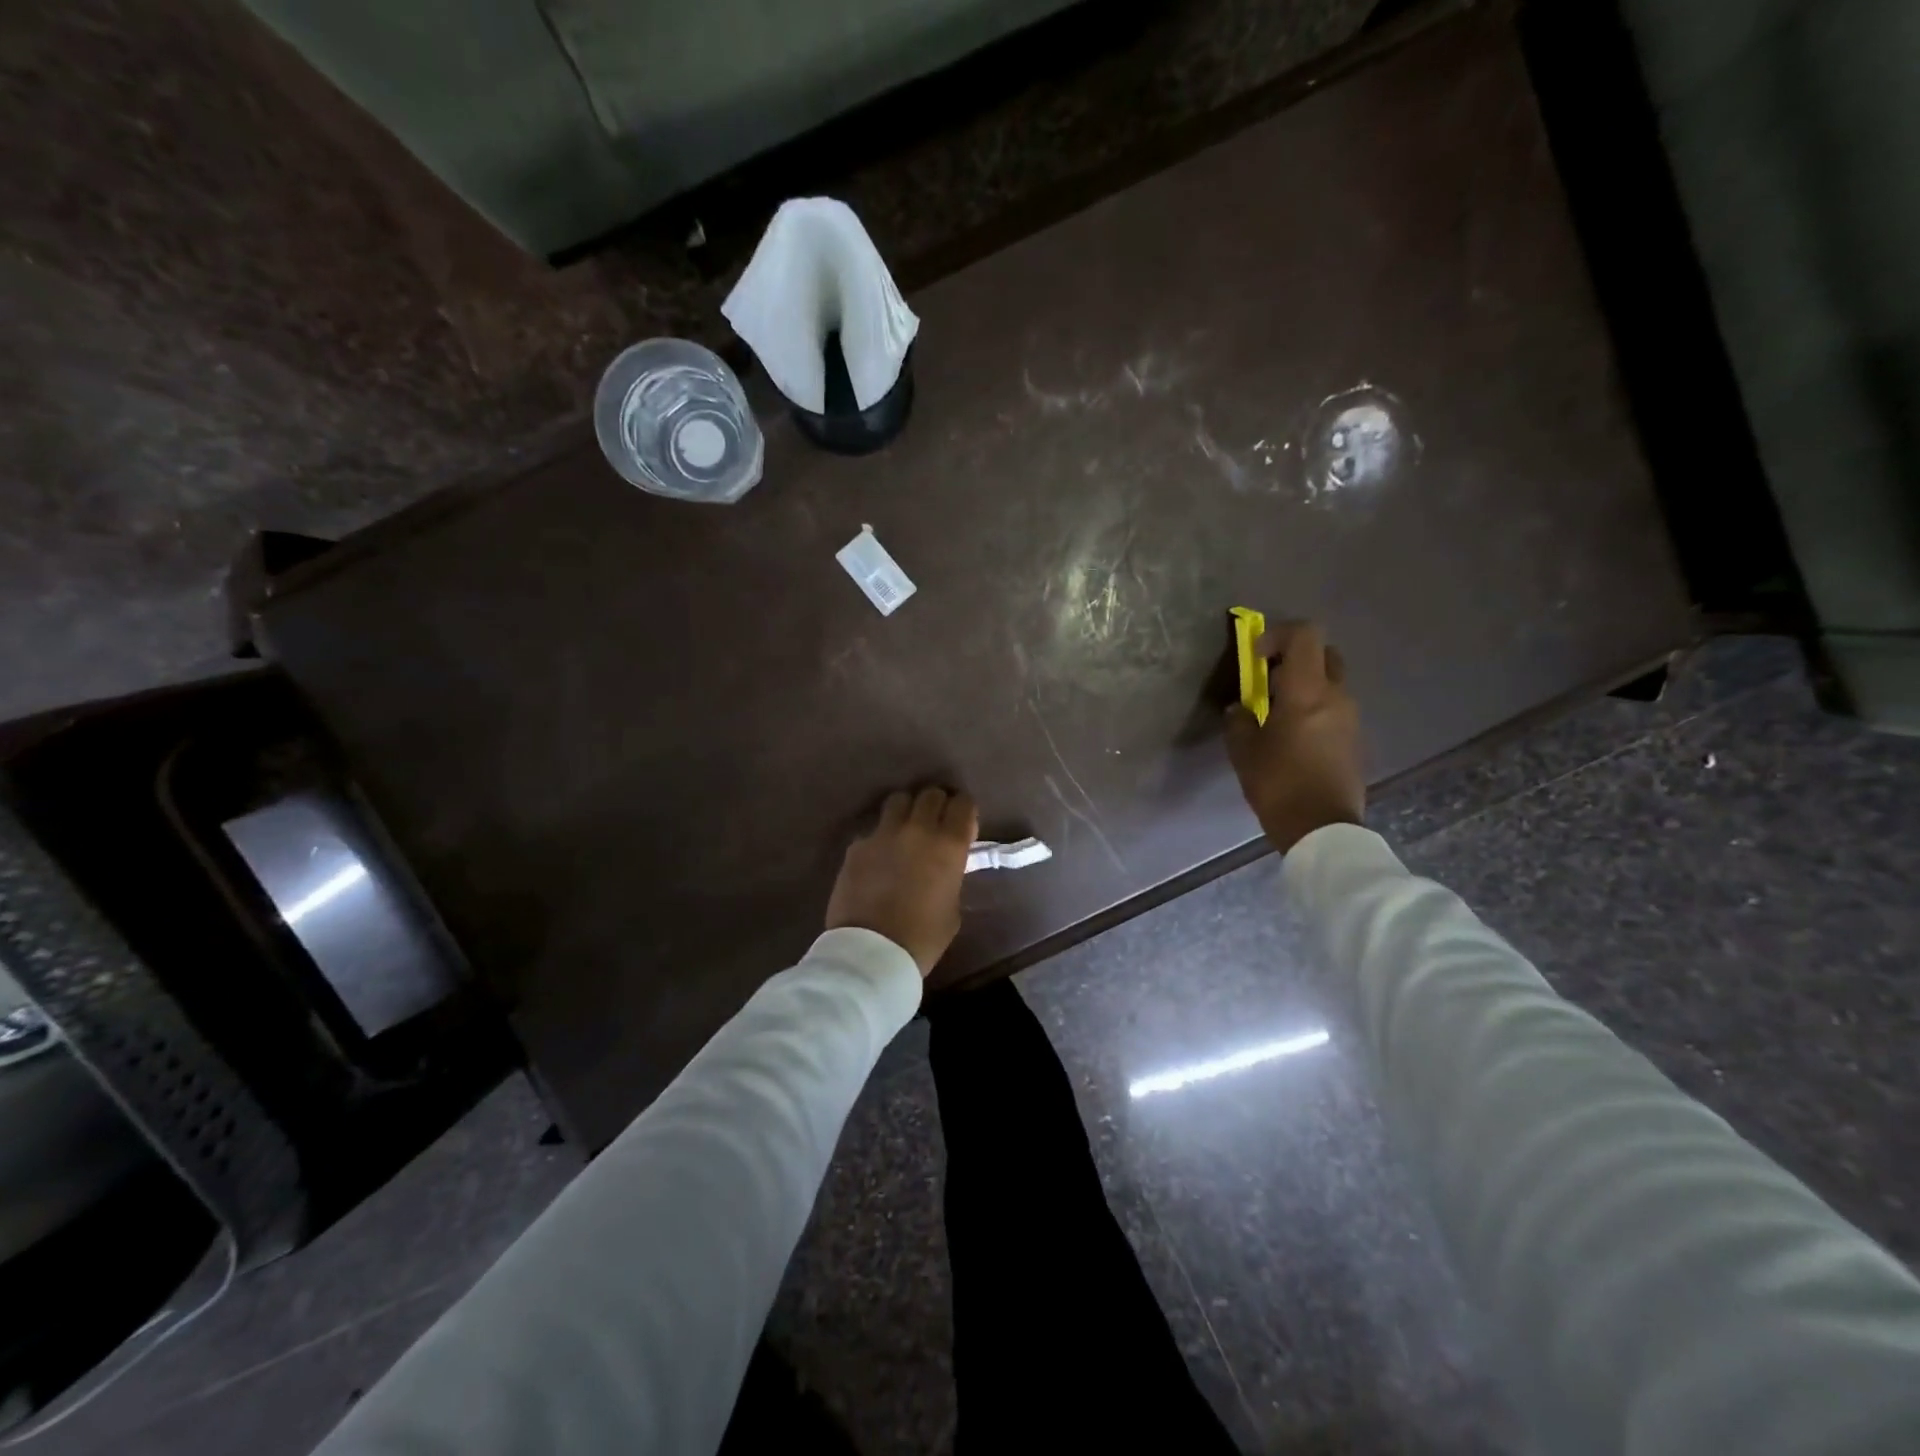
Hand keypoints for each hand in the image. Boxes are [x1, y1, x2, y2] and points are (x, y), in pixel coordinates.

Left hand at [826, 786, 977, 976]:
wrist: (871, 953)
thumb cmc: (923, 938)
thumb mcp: (953, 908)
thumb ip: (951, 876)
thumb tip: (943, 865)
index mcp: (949, 845)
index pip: (963, 804)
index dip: (964, 811)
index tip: (962, 825)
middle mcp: (917, 830)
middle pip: (931, 794)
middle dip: (936, 805)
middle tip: (935, 823)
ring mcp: (883, 834)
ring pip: (898, 800)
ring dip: (907, 811)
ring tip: (905, 830)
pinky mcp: (856, 846)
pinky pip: (873, 830)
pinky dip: (880, 838)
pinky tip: (879, 858)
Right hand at [1225, 621, 1364, 853]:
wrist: (1323, 829)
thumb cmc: (1279, 784)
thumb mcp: (1244, 752)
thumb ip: (1239, 721)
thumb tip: (1241, 709)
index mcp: (1308, 692)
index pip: (1304, 635)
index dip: (1277, 635)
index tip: (1255, 657)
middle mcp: (1336, 696)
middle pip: (1323, 654)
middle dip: (1294, 658)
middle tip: (1268, 680)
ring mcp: (1351, 717)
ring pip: (1330, 682)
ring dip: (1304, 686)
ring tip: (1276, 714)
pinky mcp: (1355, 738)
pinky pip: (1334, 708)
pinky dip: (1314, 708)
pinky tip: (1293, 737)